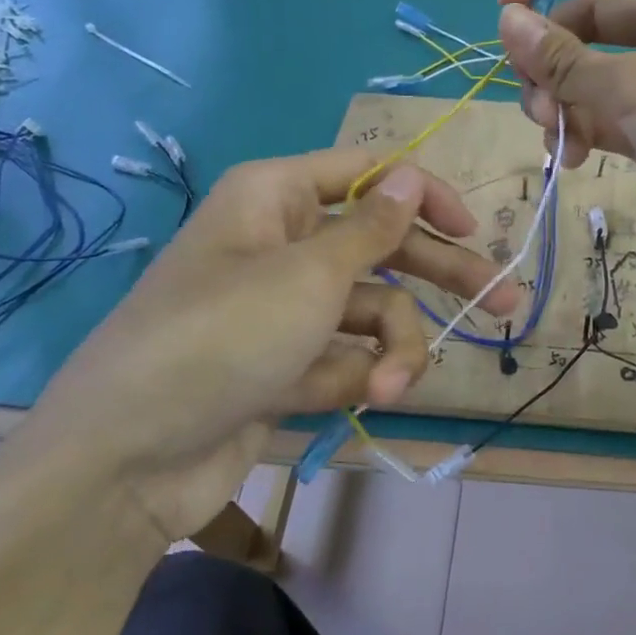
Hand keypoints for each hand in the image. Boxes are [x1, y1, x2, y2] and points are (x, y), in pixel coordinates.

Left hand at [0, 150, 514, 543]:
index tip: (473, 229)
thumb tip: (411, 178)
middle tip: (509, 303)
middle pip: (384, 247)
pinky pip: (347, 356)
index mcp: (278, 198)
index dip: (424, 195)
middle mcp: (283, 244)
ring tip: (393, 387)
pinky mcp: (286, 365)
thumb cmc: (222, 337)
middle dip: (442, 279)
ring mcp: (284, 309)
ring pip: (372, 311)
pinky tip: (364, 399)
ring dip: (395, 348)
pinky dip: (360, 376)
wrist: (126, 460)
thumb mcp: (310, 274)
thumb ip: (373, 229)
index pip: (369, 174)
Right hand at [497, 0, 635, 282]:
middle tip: (533, 96)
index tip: (506, 11)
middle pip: (587, 15)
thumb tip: (505, 21)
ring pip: (591, 70)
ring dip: (561, 98)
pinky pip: (606, 114)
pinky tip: (573, 158)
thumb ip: (568, 58)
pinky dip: (583, 130)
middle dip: (550, 53)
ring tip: (556, 135)